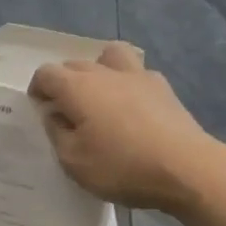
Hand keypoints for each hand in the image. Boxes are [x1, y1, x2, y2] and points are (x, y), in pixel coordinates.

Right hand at [29, 42, 223, 212]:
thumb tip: (55, 115)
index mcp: (77, 87)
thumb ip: (57, 133)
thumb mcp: (73, 161)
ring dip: (99, 70)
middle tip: (67, 111)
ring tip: (100, 96)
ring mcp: (138, 76)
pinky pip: (137, 74)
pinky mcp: (164, 88)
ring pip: (110, 56)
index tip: (40, 110)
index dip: (37, 89)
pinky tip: (133, 108)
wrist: (188, 169)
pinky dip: (128, 84)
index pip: (46, 73)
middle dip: (64, 82)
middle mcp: (104, 73)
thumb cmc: (122, 166)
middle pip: (74, 64)